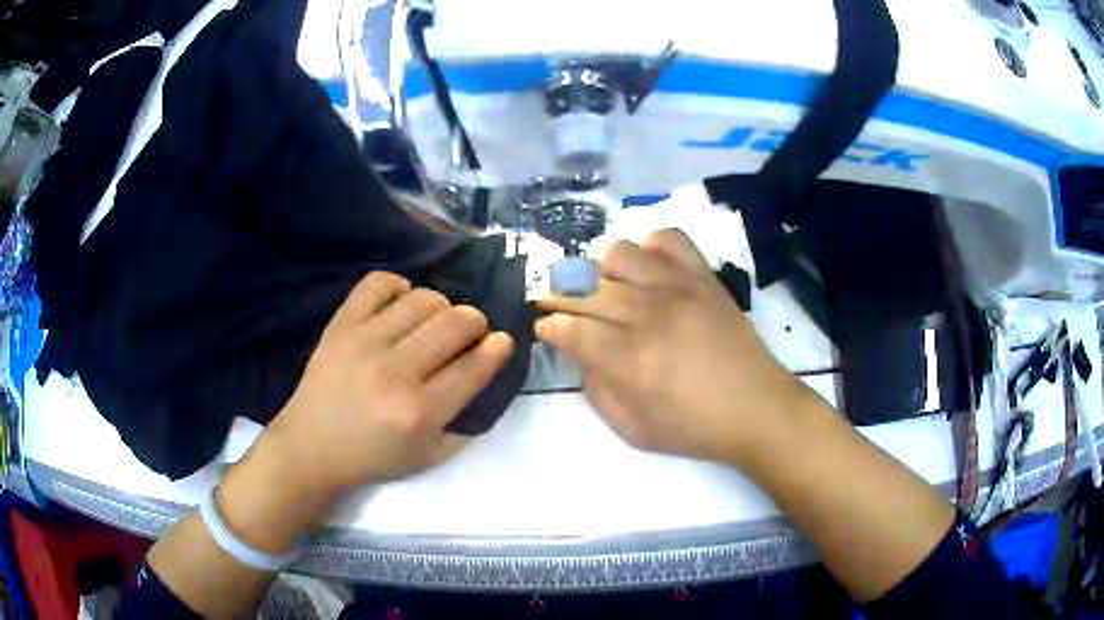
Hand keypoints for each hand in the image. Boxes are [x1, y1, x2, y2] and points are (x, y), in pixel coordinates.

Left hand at [264, 271, 512, 496]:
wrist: (311, 447)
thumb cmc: (373, 457)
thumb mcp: (428, 456)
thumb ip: (465, 420)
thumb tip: (487, 368)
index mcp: (419, 412)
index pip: (473, 366)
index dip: (497, 348)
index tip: (502, 340)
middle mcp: (395, 372)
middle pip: (455, 323)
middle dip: (475, 322)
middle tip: (470, 332)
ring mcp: (364, 342)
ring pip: (423, 299)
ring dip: (441, 306)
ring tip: (433, 322)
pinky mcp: (341, 324)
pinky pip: (379, 283)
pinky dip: (398, 286)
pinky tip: (400, 304)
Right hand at [536, 229, 810, 465]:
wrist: (758, 408)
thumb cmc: (695, 428)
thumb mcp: (633, 430)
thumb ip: (597, 390)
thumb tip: (581, 353)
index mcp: (631, 361)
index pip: (571, 329)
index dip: (550, 326)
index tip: (545, 328)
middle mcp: (651, 315)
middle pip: (587, 289)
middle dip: (558, 294)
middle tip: (555, 303)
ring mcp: (680, 288)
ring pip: (621, 254)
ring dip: (601, 268)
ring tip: (604, 286)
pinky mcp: (704, 277)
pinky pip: (670, 239)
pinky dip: (650, 247)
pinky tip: (648, 270)